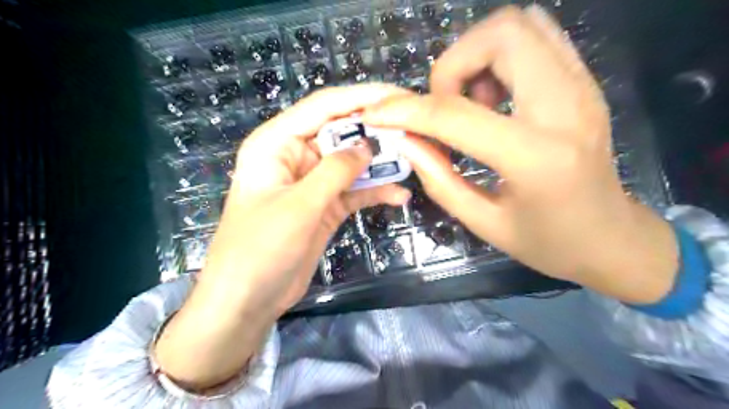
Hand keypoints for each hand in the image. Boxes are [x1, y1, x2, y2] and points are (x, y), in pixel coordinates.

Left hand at [154, 85, 411, 391]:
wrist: (248, 299)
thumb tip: (368, 145)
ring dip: (379, 163)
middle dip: (375, 131)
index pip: (322, 107)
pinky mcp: (325, 206)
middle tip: (414, 128)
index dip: (360, 98)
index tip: (397, 95)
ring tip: (414, 160)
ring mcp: (313, 183)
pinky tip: (400, 196)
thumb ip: (335, 172)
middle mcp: (295, 157)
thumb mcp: (300, 205)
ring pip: (351, 163)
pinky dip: (375, 192)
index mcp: (276, 144)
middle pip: (341, 133)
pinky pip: (354, 191)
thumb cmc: (261, 248)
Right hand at [362, 6, 681, 304]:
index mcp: (535, 158)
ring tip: (471, 103)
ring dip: (478, 56)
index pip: (455, 115)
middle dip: (452, 65)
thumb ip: (439, 179)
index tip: (379, 113)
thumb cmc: (548, 242)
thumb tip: (406, 140)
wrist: (613, 238)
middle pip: (499, 36)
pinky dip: (502, 55)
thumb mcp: (484, 223)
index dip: (406, 110)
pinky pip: (538, 38)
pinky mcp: (584, 83)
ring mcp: (582, 88)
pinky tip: (494, 95)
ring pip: (519, 25)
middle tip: (445, 107)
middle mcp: (564, 108)